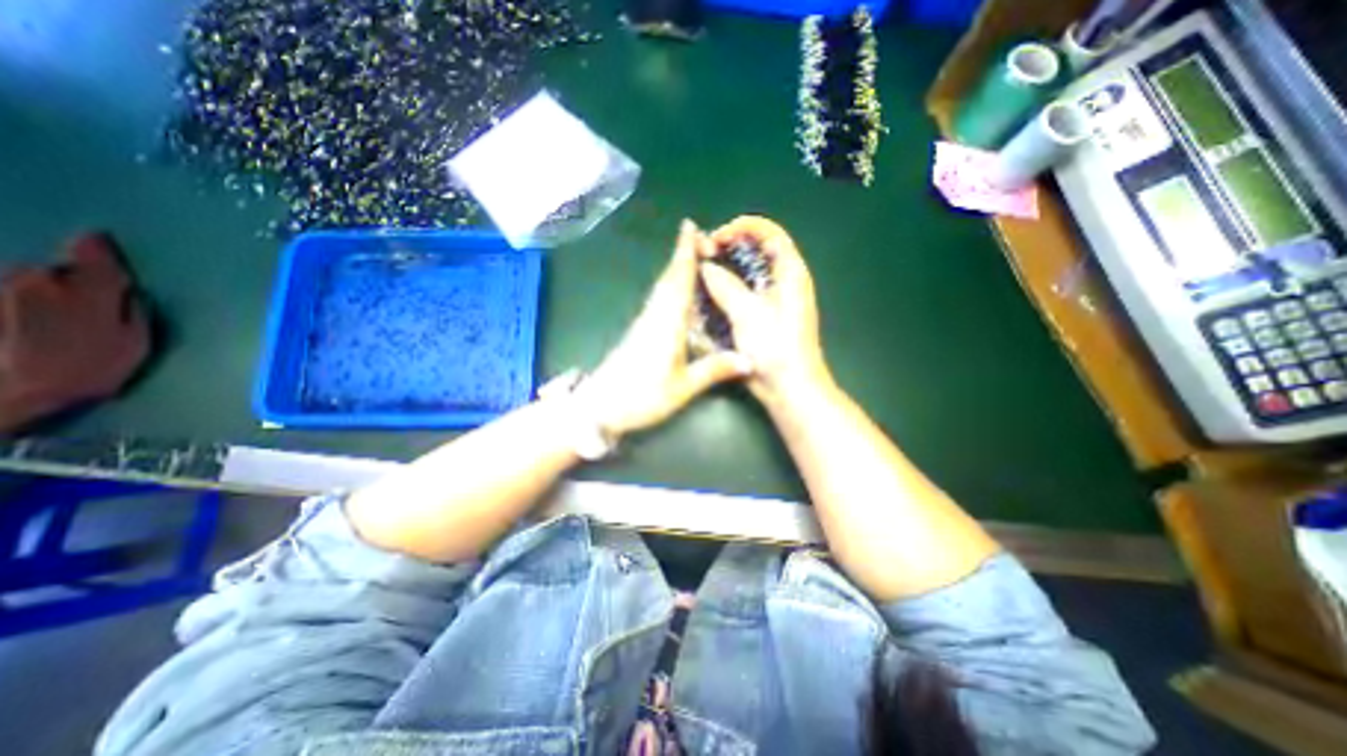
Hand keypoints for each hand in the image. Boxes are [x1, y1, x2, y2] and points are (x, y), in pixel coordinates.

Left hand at [573, 219, 752, 438]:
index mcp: (666, 324)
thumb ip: (714, 371)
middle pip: (668, 279)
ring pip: (662, 289)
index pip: (678, 281)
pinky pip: (658, 302)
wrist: (599, 408)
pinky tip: (678, 295)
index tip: (689, 227)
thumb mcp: (682, 388)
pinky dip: (669, 288)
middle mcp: (654, 317)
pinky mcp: (638, 333)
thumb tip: (749, 359)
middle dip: (682, 255)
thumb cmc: (641, 397)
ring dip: (676, 269)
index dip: (684, 253)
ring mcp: (643, 324)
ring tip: (692, 258)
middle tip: (699, 238)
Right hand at [700, 215, 825, 403]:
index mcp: (789, 271)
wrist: (789, 387)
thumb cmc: (775, 348)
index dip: (741, 228)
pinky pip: (742, 293)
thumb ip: (724, 286)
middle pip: (755, 250)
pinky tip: (709, 297)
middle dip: (728, 249)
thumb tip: (705, 267)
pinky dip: (727, 291)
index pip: (767, 232)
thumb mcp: (748, 313)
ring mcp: (773, 299)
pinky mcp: (763, 316)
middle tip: (703, 257)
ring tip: (701, 275)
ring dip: (725, 270)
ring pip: (746, 273)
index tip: (715, 240)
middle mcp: (783, 280)